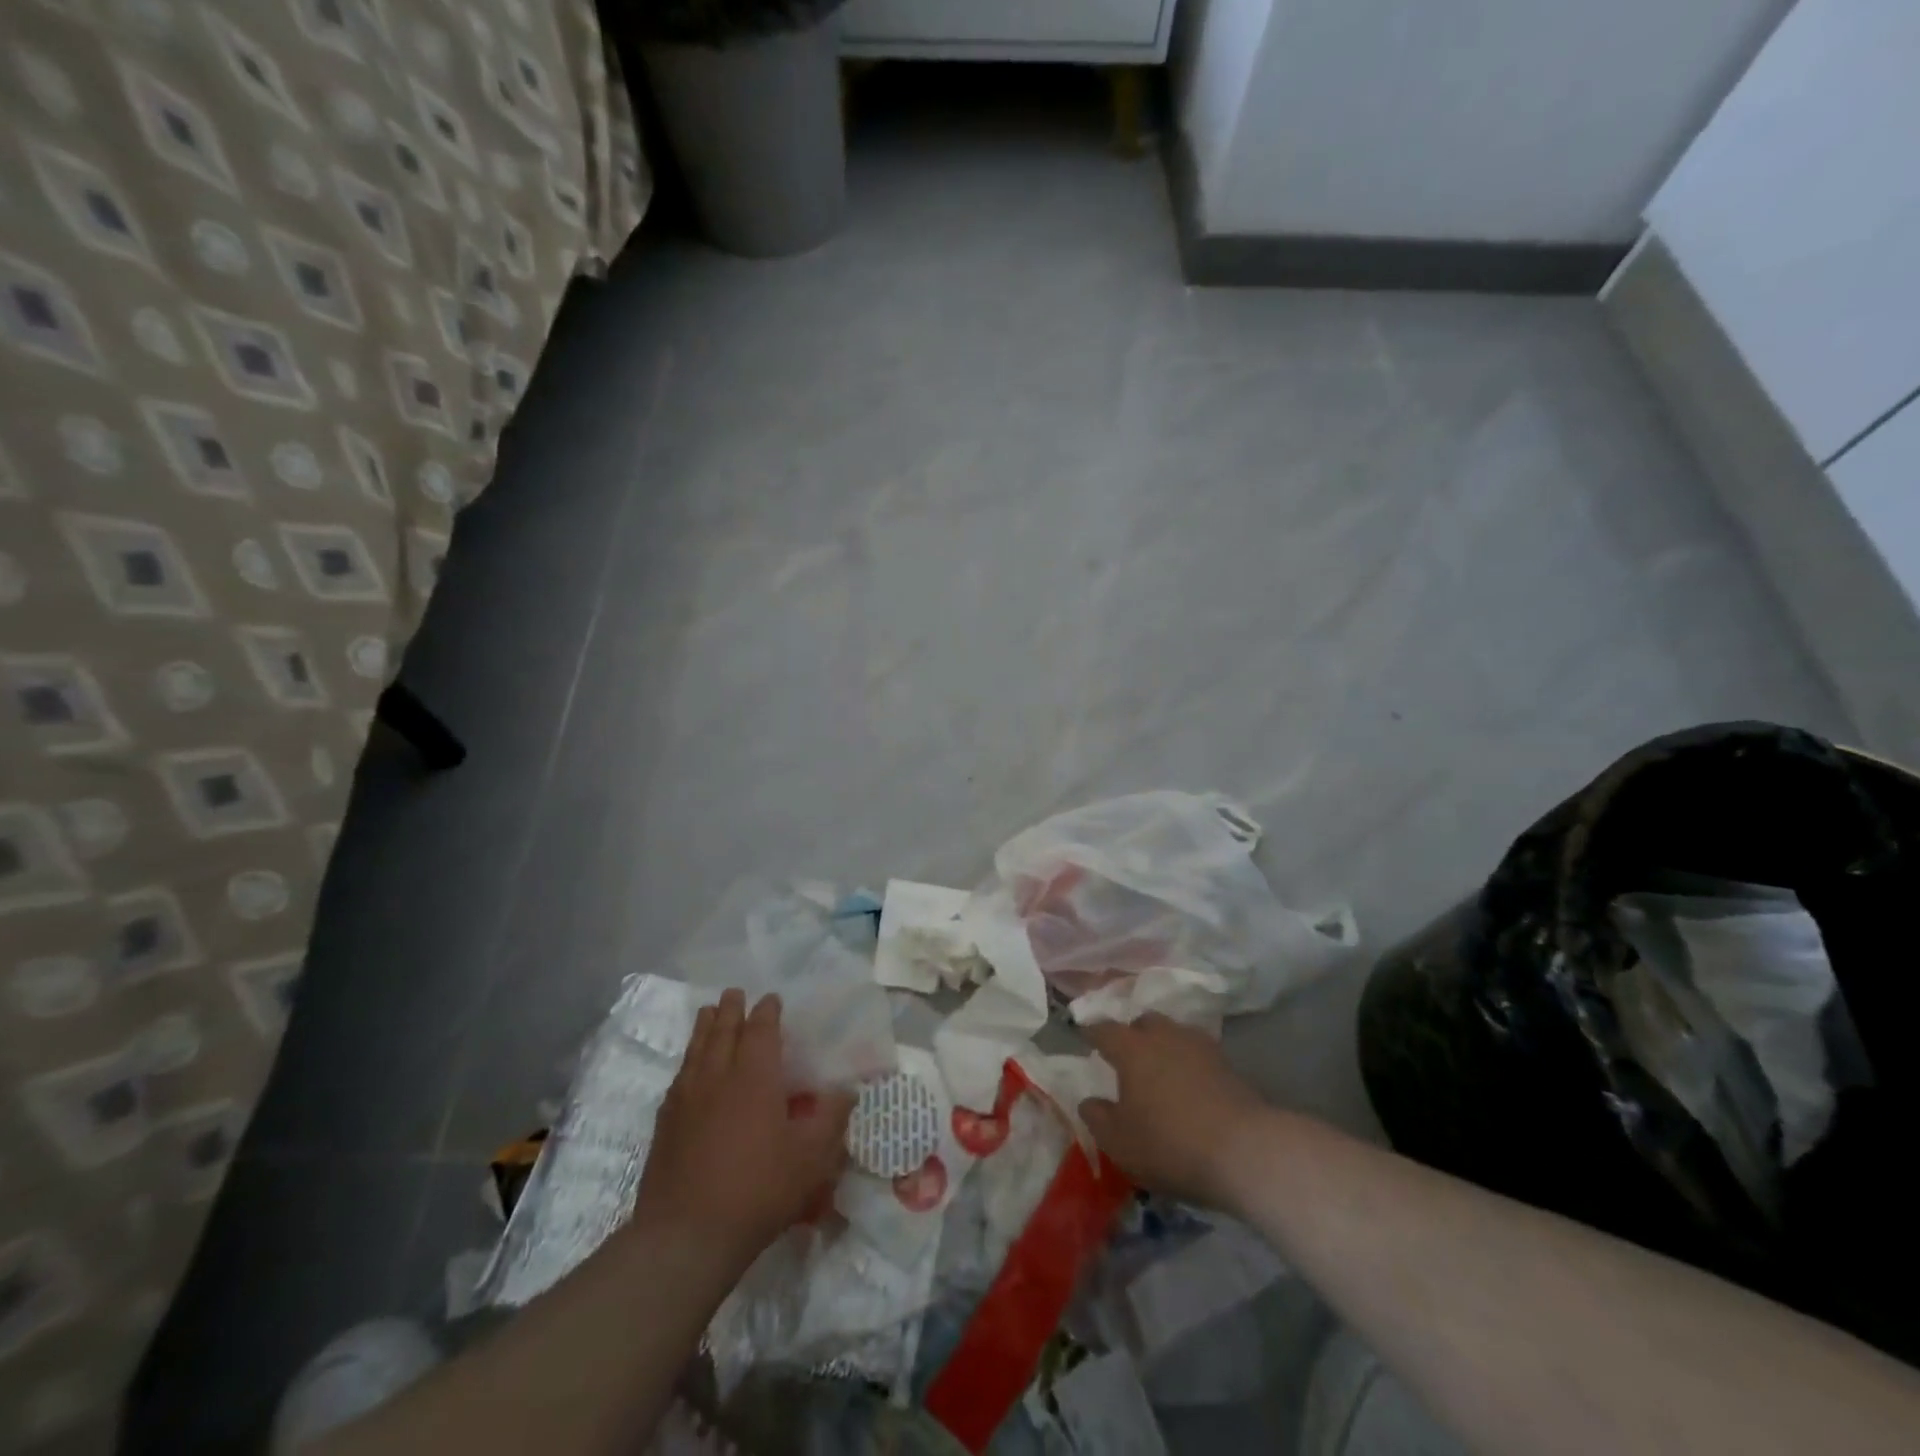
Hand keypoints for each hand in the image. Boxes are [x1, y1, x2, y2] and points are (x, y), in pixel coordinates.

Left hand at [632, 990, 853, 1271]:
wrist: (686, 1235)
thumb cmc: (757, 1190)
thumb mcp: (810, 1159)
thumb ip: (831, 1119)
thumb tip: (847, 1090)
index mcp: (755, 1076)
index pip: (761, 1029)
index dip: (767, 1011)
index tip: (772, 999)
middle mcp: (718, 1075)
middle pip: (723, 1030)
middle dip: (732, 1008)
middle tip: (735, 993)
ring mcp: (687, 1098)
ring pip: (697, 1048)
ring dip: (706, 1026)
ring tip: (709, 1012)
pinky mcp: (666, 1123)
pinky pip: (679, 1076)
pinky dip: (688, 1060)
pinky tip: (689, 1068)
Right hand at [1078, 1014, 1268, 1210]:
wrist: (1246, 1151)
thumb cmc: (1170, 1144)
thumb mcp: (1120, 1142)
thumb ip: (1098, 1118)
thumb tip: (1089, 1102)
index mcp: (1132, 1049)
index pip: (1105, 1031)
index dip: (1092, 1033)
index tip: (1085, 1036)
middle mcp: (1165, 1037)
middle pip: (1145, 1023)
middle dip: (1133, 1033)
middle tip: (1127, 1055)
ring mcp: (1200, 1047)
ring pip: (1175, 1034)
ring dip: (1164, 1045)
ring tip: (1161, 1069)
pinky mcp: (1228, 1066)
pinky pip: (1198, 1054)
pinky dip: (1189, 1063)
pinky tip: (1190, 1084)